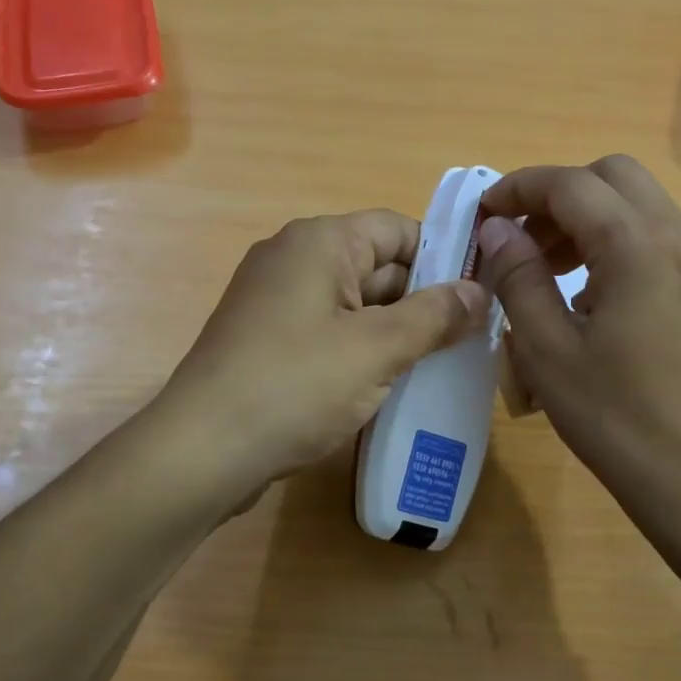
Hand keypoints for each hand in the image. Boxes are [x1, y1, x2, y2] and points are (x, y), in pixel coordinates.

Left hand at [158, 210, 488, 499]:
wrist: (201, 452)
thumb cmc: (294, 386)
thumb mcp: (376, 349)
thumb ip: (434, 316)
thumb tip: (480, 292)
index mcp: (320, 242)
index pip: (399, 229)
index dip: (443, 258)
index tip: (479, 297)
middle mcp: (295, 258)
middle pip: (378, 265)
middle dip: (423, 301)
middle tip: (471, 340)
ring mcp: (277, 301)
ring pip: (355, 303)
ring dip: (395, 331)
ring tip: (440, 366)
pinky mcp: (268, 339)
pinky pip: (330, 331)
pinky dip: (361, 350)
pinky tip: (389, 384)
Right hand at [477, 157, 680, 601]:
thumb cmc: (617, 418)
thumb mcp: (546, 348)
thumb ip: (517, 276)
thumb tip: (499, 229)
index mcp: (637, 244)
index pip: (569, 183)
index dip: (518, 188)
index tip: (485, 214)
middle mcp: (680, 237)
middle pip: (612, 176)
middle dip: (558, 196)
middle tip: (524, 243)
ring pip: (640, 206)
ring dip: (589, 219)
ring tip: (553, 273)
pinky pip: (662, 240)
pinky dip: (620, 243)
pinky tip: (597, 300)